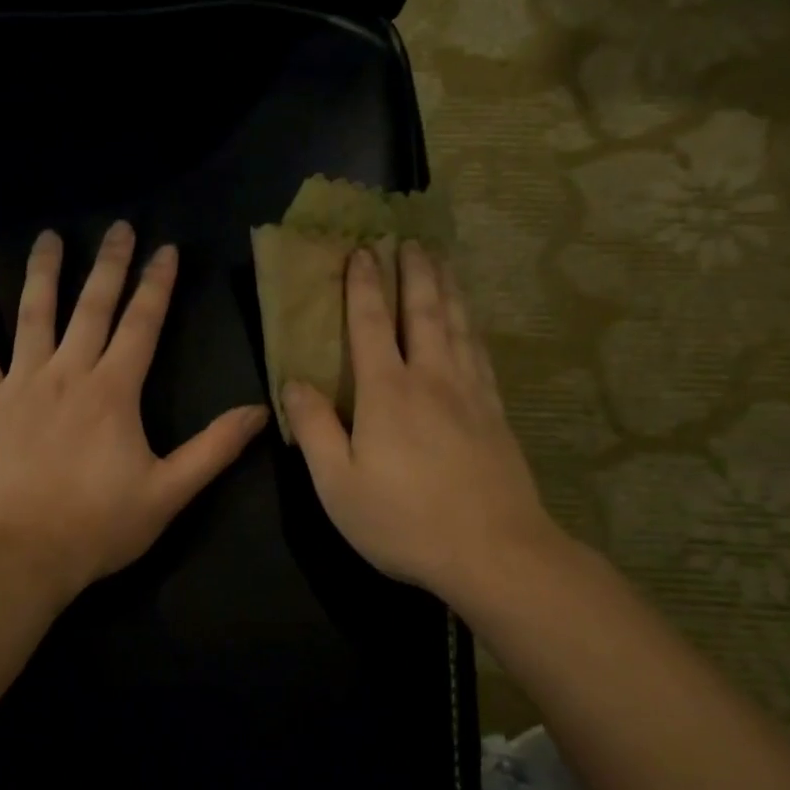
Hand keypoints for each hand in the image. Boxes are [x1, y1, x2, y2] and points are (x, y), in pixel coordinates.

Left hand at [0, 223, 268, 601]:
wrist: (20, 555)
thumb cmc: (99, 526)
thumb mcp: (169, 492)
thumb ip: (214, 449)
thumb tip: (259, 411)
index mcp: (114, 392)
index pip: (141, 325)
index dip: (156, 285)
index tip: (165, 249)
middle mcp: (67, 374)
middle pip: (91, 307)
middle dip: (108, 265)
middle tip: (118, 227)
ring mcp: (20, 385)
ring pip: (33, 316)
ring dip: (44, 273)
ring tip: (49, 237)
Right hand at [283, 242, 564, 614]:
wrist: (493, 551)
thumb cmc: (403, 521)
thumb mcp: (338, 484)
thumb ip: (315, 428)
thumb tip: (293, 382)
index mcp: (387, 392)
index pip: (372, 324)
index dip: (364, 286)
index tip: (362, 251)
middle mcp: (432, 379)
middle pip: (425, 311)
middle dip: (414, 272)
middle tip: (409, 238)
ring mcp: (471, 394)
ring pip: (459, 325)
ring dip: (448, 287)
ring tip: (442, 260)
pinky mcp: (496, 414)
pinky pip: (481, 353)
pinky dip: (472, 326)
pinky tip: (472, 323)